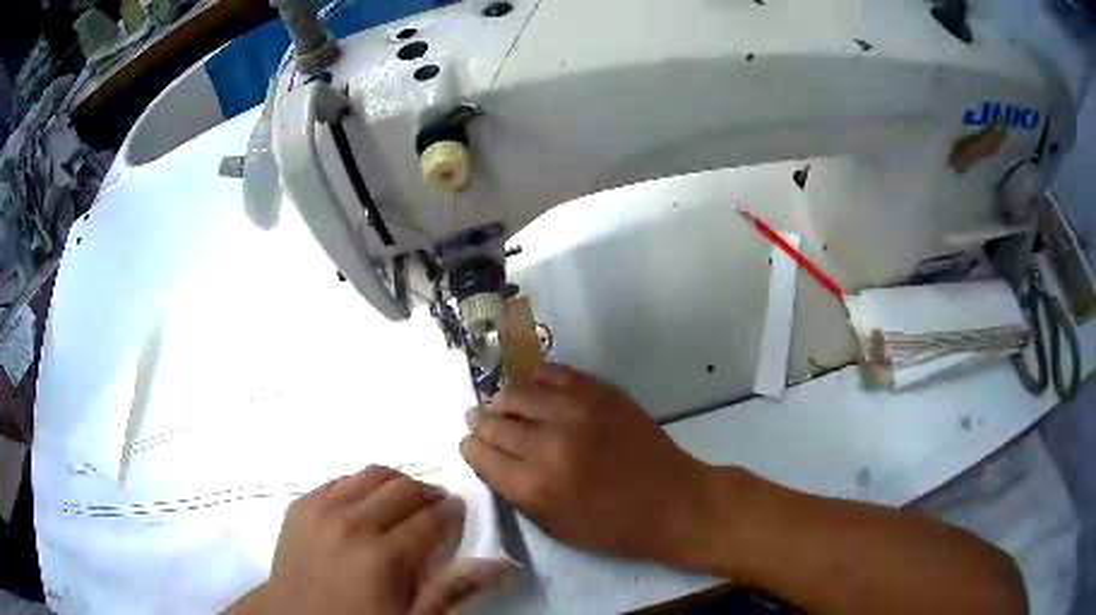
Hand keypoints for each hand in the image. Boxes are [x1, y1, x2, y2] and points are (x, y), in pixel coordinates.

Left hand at [253, 467, 503, 614]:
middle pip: (404, 488)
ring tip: (403, 503)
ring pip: (371, 475)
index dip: (453, 513)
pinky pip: (338, 479)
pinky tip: (364, 505)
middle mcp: (351, 522)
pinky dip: (360, 486)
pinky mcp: (300, 505)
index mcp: (383, 556)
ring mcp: (320, 509)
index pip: (432, 518)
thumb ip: (451, 590)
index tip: (460, 515)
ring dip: (395, 484)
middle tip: (435, 508)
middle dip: (428, 494)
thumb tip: (498, 563)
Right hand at [460, 364, 717, 566]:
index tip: (468, 444)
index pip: (482, 455)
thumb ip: (516, 493)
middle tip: (477, 421)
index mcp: (537, 485)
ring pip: (518, 390)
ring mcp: (578, 410)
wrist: (675, 502)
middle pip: (495, 422)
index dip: (470, 448)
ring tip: (504, 406)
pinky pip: (552, 373)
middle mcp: (551, 442)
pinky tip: (535, 391)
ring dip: (503, 400)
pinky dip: (536, 380)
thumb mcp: (555, 527)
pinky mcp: (601, 391)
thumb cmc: (614, 527)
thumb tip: (488, 459)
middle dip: (480, 423)